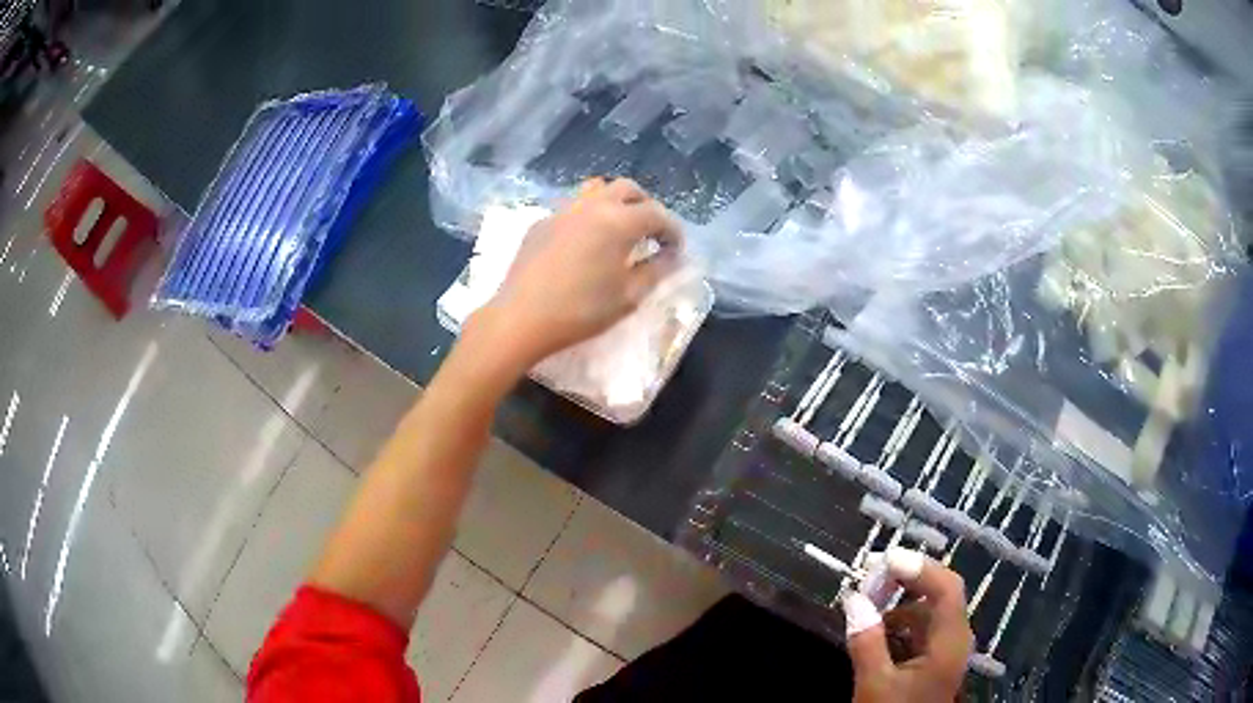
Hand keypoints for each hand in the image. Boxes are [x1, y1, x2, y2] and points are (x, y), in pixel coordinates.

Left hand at [474, 178, 682, 368]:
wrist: (520, 318)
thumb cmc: (580, 311)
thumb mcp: (628, 296)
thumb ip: (656, 271)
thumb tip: (672, 257)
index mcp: (619, 221)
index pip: (657, 214)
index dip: (672, 231)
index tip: (676, 249)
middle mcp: (592, 206)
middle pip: (627, 189)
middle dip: (646, 206)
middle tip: (651, 233)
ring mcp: (563, 211)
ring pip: (597, 190)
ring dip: (616, 202)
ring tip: (620, 228)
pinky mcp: (541, 223)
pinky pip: (573, 207)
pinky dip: (589, 215)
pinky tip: (586, 242)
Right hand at [842, 548, 974, 701]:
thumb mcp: (874, 685)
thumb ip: (866, 642)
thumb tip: (853, 598)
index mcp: (949, 641)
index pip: (946, 587)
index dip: (919, 568)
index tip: (883, 559)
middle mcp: (954, 637)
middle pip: (940, 593)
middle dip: (906, 580)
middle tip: (869, 575)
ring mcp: (945, 649)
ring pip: (929, 610)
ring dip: (900, 600)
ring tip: (866, 601)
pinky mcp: (934, 660)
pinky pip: (921, 628)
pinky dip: (899, 621)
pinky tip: (876, 628)